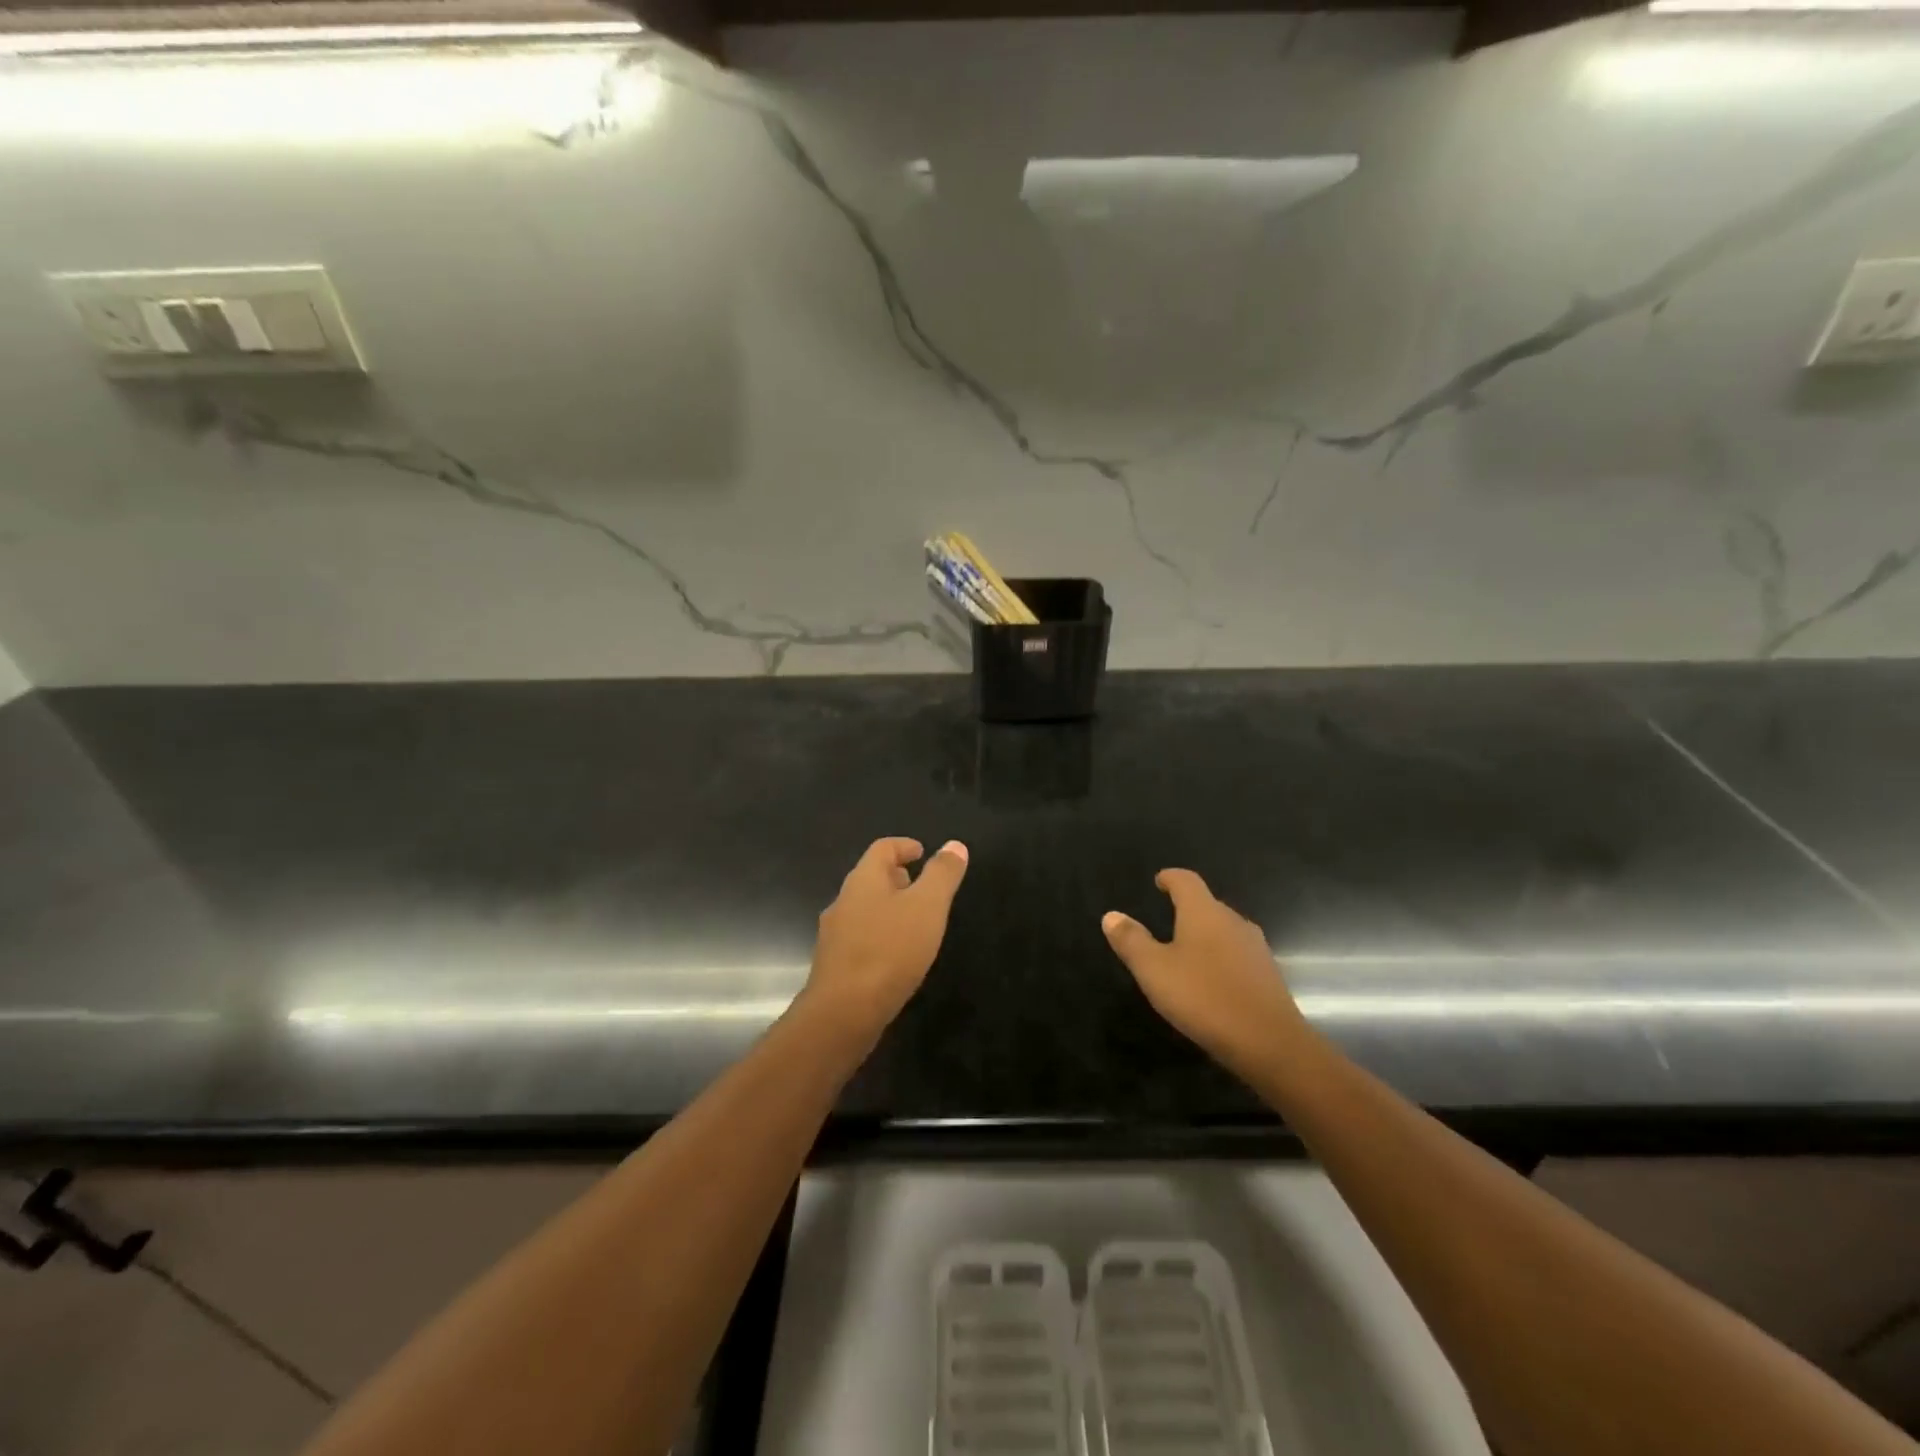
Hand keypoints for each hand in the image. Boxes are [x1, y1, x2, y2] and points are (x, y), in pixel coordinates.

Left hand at [805, 836, 969, 1040]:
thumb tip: (954, 845)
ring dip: (887, 907)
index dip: (903, 846)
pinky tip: (895, 956)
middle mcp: (843, 901)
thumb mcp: (927, 907)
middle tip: (921, 886)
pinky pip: (860, 937)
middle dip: (896, 877)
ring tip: (914, 922)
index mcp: (863, 880)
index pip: (882, 848)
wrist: (843, 1012)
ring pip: (864, 909)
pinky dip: (880, 935)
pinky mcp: (835, 965)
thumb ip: (942, 874)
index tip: (922, 852)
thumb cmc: (890, 950)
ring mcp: (834, 934)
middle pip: (870, 878)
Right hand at [1102, 869, 1308, 1075]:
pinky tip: (1212, 981)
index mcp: (1204, 913)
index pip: (1186, 881)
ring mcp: (1255, 948)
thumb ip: (1131, 941)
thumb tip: (1111, 915)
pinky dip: (1221, 958)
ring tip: (1186, 952)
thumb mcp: (1154, 970)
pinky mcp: (1268, 975)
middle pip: (1208, 904)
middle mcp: (1233, 921)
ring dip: (1205, 935)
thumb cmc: (1204, 997)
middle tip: (1166, 921)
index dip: (1170, 878)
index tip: (1159, 881)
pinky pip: (1238, 955)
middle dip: (1187, 908)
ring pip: (1224, 930)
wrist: (1270, 1043)